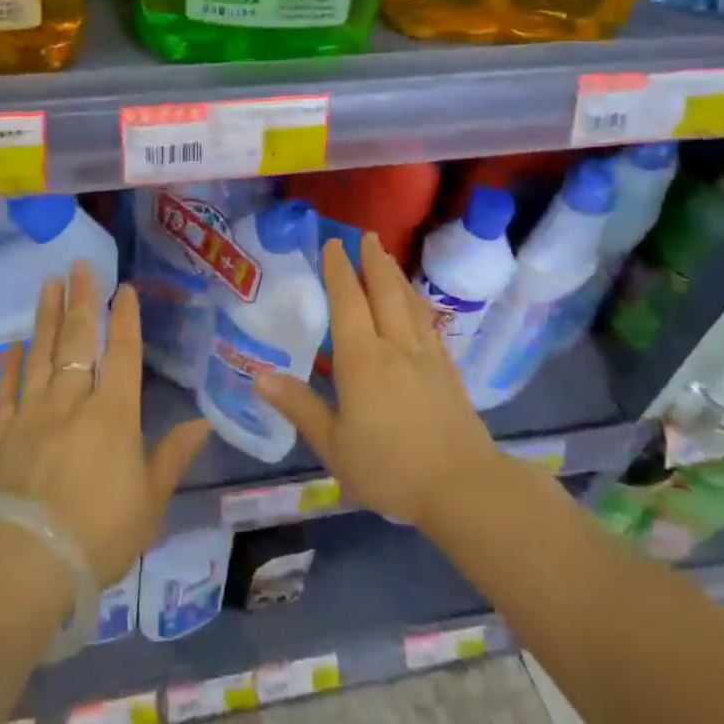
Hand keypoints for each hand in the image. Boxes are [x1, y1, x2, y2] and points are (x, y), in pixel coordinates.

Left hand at [0, 262, 209, 586]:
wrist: (25, 561)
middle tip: (80, 265)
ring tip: (48, 284)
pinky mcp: (3, 434)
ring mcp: (34, 414)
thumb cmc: (98, 533)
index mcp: (114, 414)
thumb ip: (173, 456)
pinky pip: (7, 391)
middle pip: (79, 341)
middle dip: (82, 300)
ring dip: (47, 317)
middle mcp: (73, 402)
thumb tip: (203, 423)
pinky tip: (12, 345)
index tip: (124, 288)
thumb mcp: (150, 501)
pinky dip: (10, 365)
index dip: (126, 319)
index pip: (123, 354)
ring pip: (42, 355)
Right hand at [256, 233, 502, 528]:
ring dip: (395, 275)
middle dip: (372, 261)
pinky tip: (416, 304)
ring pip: (409, 303)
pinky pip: (429, 324)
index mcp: (362, 360)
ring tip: (387, 256)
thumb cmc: (390, 469)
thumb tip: (259, 377)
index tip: (332, 244)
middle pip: (384, 292)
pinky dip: (417, 303)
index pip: (348, 302)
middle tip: (365, 235)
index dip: (339, 271)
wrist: (464, 488)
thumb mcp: (335, 446)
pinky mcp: (448, 371)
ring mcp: (426, 356)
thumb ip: (300, 407)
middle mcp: (395, 347)